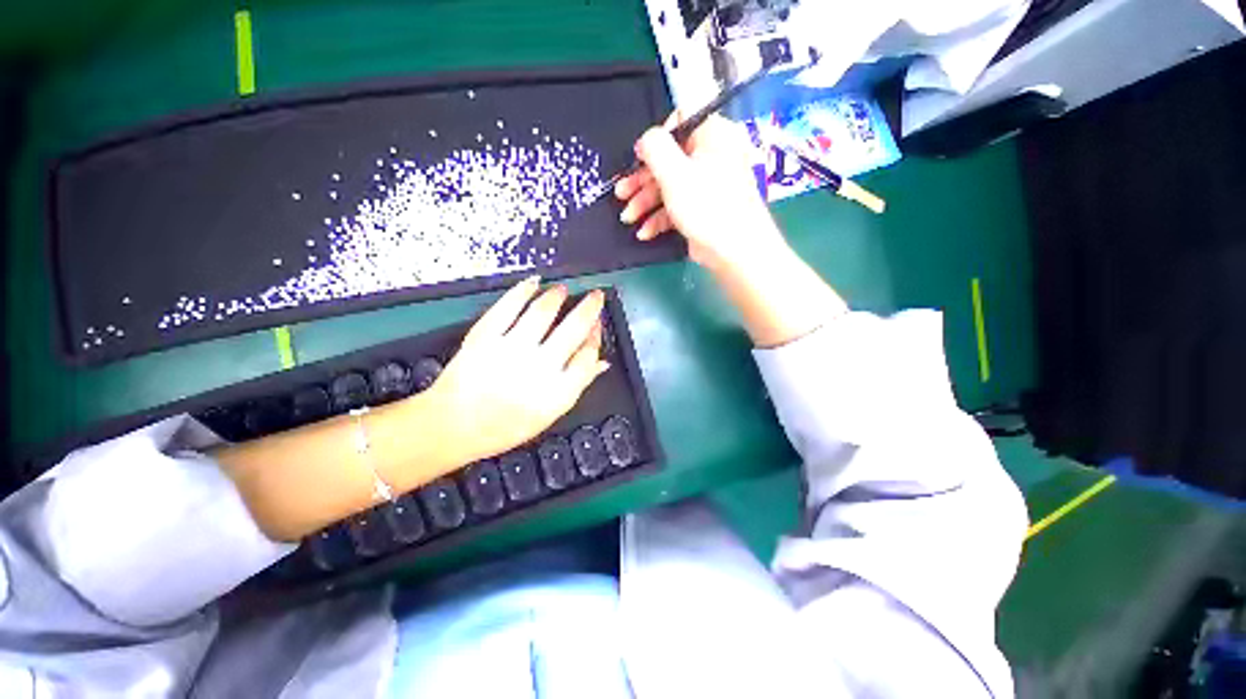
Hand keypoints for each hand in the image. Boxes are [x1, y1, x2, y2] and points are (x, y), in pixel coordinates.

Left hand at [426, 277, 608, 463]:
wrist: (453, 427)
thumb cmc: (505, 426)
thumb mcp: (549, 415)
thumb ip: (577, 385)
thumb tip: (601, 362)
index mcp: (558, 392)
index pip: (588, 355)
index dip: (597, 335)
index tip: (598, 324)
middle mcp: (540, 368)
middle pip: (574, 329)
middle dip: (589, 308)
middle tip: (596, 295)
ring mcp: (511, 350)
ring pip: (543, 312)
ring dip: (557, 295)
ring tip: (563, 289)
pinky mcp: (485, 337)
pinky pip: (508, 307)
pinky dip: (523, 290)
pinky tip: (533, 282)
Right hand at [616, 113, 788, 272]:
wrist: (734, 250)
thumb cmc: (706, 205)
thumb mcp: (674, 172)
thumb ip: (654, 147)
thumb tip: (645, 140)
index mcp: (712, 135)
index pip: (680, 120)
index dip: (656, 138)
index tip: (639, 158)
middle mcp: (711, 156)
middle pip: (669, 159)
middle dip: (642, 180)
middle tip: (621, 194)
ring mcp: (707, 185)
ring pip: (670, 186)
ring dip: (645, 202)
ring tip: (628, 218)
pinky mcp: (702, 210)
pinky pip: (677, 206)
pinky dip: (659, 218)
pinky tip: (645, 232)